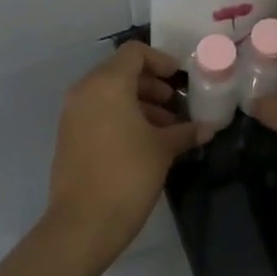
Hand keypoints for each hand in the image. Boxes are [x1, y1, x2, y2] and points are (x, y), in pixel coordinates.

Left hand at [45, 42, 208, 267]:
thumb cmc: (128, 175)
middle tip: (176, 105)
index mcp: (107, 84)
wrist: (84, 222)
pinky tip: (145, 142)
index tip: (181, 79)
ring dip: (139, 104)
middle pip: (121, 72)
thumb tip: (207, 128)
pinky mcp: (69, 136)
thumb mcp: (163, 149)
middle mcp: (85, 91)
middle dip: (152, 85)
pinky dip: (121, 118)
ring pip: (109, 94)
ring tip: (166, 129)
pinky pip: (98, 113)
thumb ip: (185, 131)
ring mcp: (73, 114)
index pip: (135, 53)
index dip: (161, 60)